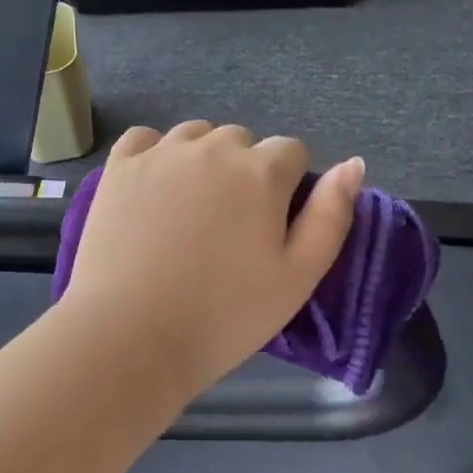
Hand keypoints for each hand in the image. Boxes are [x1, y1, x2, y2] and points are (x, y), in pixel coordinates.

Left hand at [60, 122, 365, 390]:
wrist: (130, 336)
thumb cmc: (224, 315)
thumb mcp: (298, 276)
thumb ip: (331, 215)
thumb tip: (353, 164)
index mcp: (261, 171)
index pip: (291, 151)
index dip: (288, 186)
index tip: (270, 227)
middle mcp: (212, 147)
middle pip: (242, 141)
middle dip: (245, 171)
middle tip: (230, 227)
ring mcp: (160, 153)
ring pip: (195, 135)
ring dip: (202, 160)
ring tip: (191, 211)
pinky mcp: (119, 166)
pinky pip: (145, 138)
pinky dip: (154, 153)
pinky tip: (153, 187)